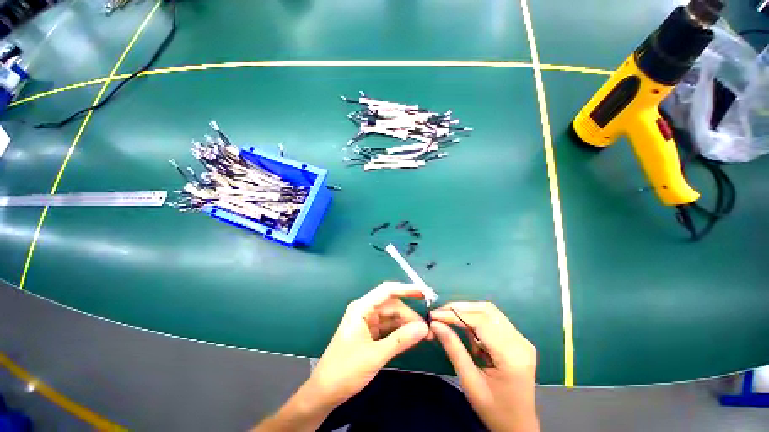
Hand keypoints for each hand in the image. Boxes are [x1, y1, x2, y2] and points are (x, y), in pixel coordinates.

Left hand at [308, 281, 430, 407]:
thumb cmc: (345, 371)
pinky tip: (412, 338)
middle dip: (410, 314)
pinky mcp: (369, 334)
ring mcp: (367, 322)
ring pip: (392, 316)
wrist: (324, 393)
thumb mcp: (375, 355)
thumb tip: (424, 327)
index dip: (407, 289)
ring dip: (407, 324)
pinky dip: (400, 331)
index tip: (425, 293)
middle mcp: (365, 310)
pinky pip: (388, 327)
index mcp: (362, 308)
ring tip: (425, 335)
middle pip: (392, 305)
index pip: (387, 291)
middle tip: (428, 328)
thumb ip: (400, 340)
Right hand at [430, 302, 538, 431]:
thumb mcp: (470, 383)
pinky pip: (493, 319)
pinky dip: (476, 320)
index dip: (455, 313)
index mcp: (512, 356)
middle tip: (439, 315)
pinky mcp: (518, 339)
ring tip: (451, 322)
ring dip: (467, 312)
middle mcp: (520, 342)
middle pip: (486, 311)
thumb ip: (454, 349)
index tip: (433, 315)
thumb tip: (435, 324)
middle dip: (459, 308)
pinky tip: (469, 334)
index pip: (480, 321)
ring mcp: (521, 339)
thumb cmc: (494, 411)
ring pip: (489, 311)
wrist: (519, 426)